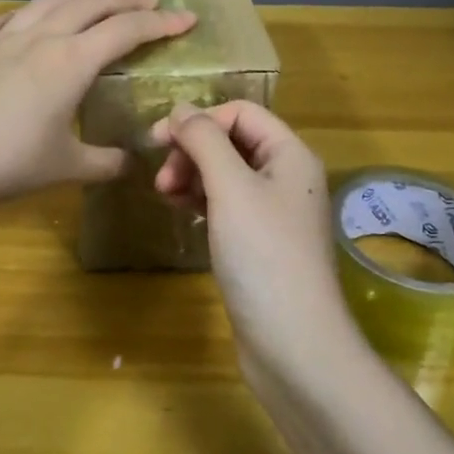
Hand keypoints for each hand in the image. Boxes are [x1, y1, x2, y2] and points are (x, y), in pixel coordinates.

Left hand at [0, 0, 196, 213]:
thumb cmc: (7, 164)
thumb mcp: (66, 168)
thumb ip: (105, 163)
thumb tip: (130, 162)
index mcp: (70, 62)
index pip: (126, 30)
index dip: (160, 22)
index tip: (186, 18)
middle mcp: (41, 38)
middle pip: (90, 4)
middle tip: (149, 0)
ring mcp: (2, 38)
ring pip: (49, 2)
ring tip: (96, 0)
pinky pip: (6, 19)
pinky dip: (28, 13)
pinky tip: (27, 20)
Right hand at [149, 102, 360, 375]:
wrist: (294, 345)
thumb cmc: (264, 256)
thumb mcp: (231, 188)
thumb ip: (204, 141)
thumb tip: (180, 109)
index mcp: (290, 155)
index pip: (241, 113)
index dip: (200, 119)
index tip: (159, 140)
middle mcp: (287, 177)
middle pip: (232, 142)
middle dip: (192, 151)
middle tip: (161, 179)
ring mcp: (274, 212)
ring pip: (226, 174)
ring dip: (192, 175)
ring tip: (164, 196)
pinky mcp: (260, 243)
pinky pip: (226, 205)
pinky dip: (201, 201)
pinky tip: (181, 211)